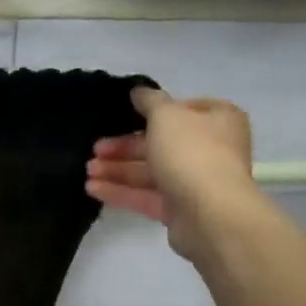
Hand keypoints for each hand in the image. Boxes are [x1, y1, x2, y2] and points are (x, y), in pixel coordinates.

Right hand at [86, 87, 262, 258]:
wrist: (211, 214)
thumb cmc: (192, 153)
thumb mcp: (166, 115)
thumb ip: (149, 101)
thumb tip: (138, 92)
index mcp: (217, 119)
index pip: (180, 110)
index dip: (150, 112)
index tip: (122, 116)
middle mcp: (210, 149)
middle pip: (160, 143)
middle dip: (124, 147)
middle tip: (95, 149)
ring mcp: (195, 182)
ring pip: (150, 172)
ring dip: (118, 170)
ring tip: (87, 171)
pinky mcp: (180, 210)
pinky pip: (147, 196)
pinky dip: (122, 191)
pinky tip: (93, 188)